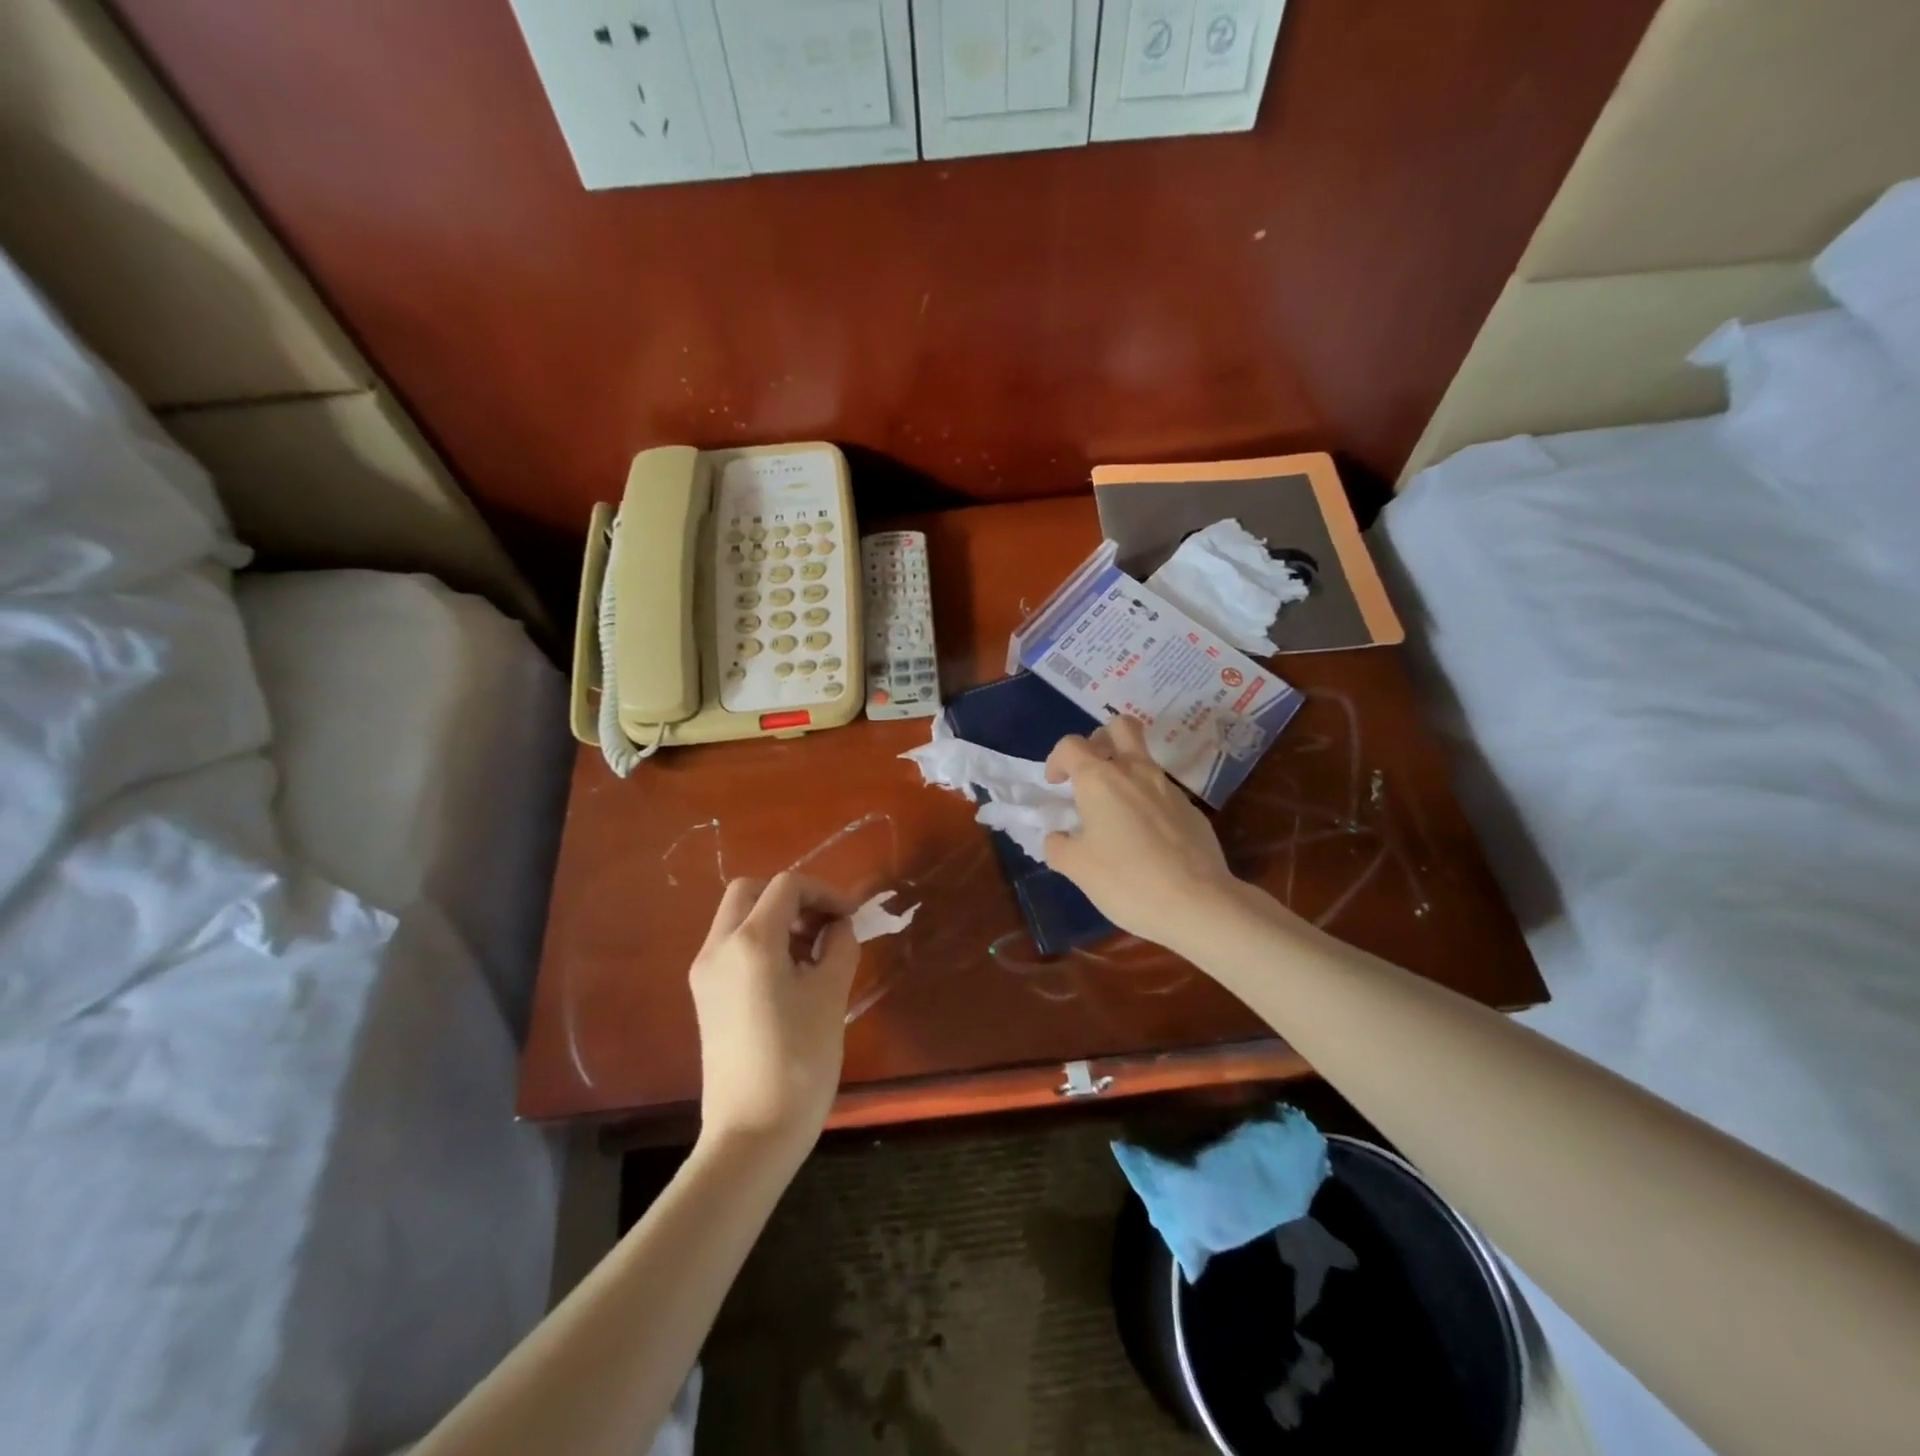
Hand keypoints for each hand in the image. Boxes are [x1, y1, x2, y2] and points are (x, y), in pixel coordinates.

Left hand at [688, 873, 859, 1155]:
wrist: (751, 1134)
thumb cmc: (798, 1061)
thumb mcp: (830, 995)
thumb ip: (840, 946)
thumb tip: (839, 927)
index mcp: (750, 941)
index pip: (787, 886)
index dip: (825, 892)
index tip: (852, 916)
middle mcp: (718, 948)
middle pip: (750, 892)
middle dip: (792, 898)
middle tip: (825, 925)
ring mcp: (705, 973)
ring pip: (737, 918)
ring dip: (776, 919)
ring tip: (814, 953)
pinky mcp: (705, 997)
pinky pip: (732, 948)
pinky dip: (762, 943)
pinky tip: (792, 975)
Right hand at [1043, 717, 1239, 950]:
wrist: (1197, 901)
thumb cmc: (1126, 879)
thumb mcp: (1077, 868)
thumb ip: (1059, 846)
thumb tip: (1058, 838)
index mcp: (1100, 779)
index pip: (1071, 745)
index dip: (1057, 759)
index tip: (1056, 785)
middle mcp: (1135, 771)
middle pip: (1120, 726)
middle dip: (1101, 739)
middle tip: (1092, 770)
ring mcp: (1168, 787)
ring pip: (1143, 759)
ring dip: (1125, 771)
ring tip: (1115, 812)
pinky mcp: (1191, 808)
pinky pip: (1162, 791)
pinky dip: (1147, 801)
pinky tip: (1145, 838)